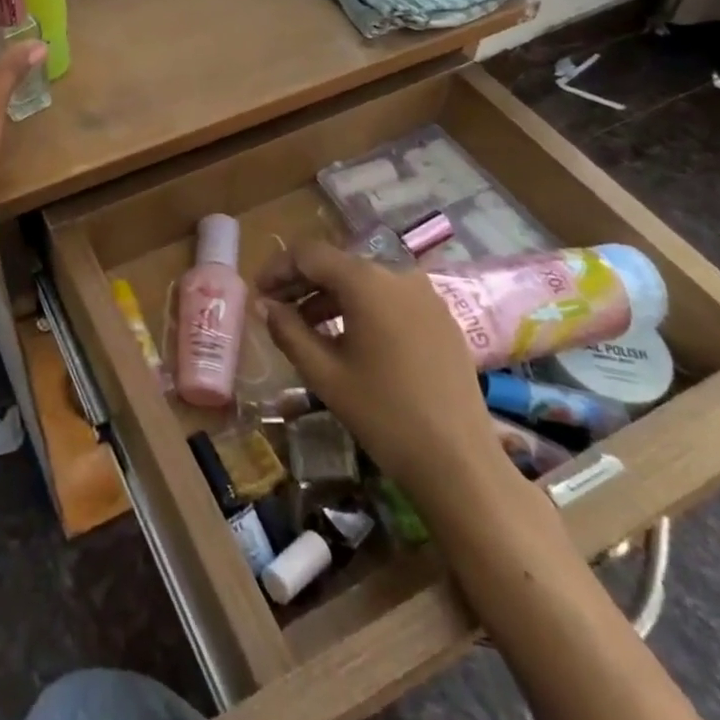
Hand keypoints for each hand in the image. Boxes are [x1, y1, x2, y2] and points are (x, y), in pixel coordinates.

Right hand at [257, 242, 497, 501]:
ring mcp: (426, 295)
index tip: (258, 293)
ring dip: (330, 296)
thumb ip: (287, 330)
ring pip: (365, 281)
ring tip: (306, 327)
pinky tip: (349, 339)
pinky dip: (362, 308)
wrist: (462, 465)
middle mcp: (398, 274)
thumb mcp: (324, 373)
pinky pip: (390, 298)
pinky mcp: (442, 318)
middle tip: (276, 309)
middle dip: (302, 282)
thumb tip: (265, 305)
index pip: (309, 254)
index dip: (278, 268)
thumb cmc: (384, 414)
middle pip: (337, 263)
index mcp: (366, 281)